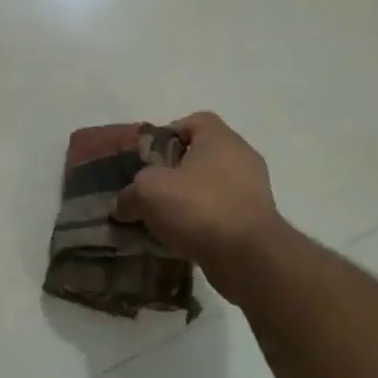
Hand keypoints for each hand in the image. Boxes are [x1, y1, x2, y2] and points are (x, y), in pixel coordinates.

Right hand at [114, 112, 283, 300]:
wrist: (248, 256)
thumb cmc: (198, 207)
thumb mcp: (148, 192)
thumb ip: (129, 194)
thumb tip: (122, 205)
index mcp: (220, 138)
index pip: (195, 120)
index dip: (169, 134)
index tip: (150, 158)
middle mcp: (241, 157)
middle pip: (202, 155)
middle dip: (175, 172)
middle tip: (152, 190)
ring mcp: (253, 190)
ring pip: (212, 186)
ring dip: (189, 199)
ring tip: (163, 219)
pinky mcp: (255, 220)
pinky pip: (222, 212)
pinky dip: (203, 221)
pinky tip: (183, 237)